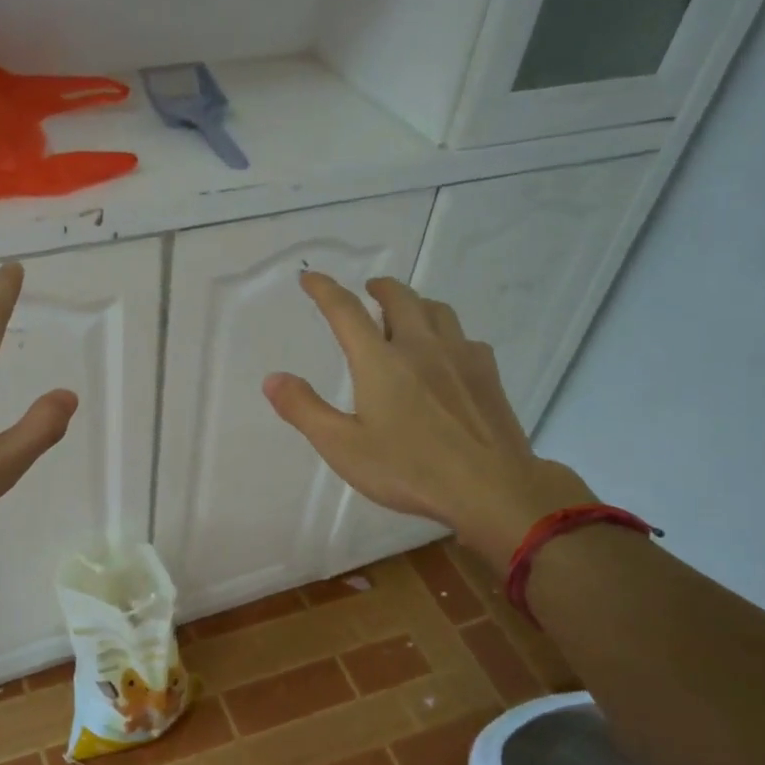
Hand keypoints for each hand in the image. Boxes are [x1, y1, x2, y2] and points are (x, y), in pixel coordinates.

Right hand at [262, 272, 591, 572]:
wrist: (490, 487)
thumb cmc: (408, 469)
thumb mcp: (343, 447)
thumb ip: (304, 410)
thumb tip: (273, 378)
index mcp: (380, 361)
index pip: (346, 312)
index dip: (325, 290)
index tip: (310, 277)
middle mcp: (421, 347)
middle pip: (399, 298)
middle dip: (379, 288)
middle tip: (368, 290)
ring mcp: (460, 357)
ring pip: (437, 310)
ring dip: (416, 303)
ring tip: (406, 314)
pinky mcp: (488, 374)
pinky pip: (465, 337)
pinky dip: (447, 333)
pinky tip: (447, 354)